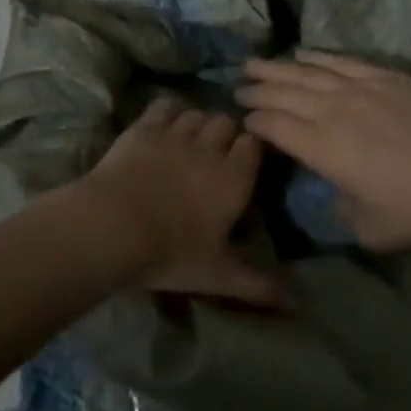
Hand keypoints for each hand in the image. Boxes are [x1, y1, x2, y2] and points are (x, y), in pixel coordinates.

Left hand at [77, 97, 284, 307]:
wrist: (113, 226)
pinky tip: (163, 125)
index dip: (249, 150)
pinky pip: (165, 105)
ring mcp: (176, 133)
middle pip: (226, 122)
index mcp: (235, 178)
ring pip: (196, 113)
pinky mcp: (144, 127)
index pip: (254, 145)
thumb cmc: (171, 253)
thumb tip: (297, 304)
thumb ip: (258, 285)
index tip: (243, 164)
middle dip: (224, 133)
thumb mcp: (218, 275)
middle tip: (214, 155)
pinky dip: (168, 111)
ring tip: (188, 142)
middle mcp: (210, 148)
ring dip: (197, 124)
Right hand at [238, 52, 410, 249]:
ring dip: (278, 67)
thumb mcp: (370, 229)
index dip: (256, 120)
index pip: (276, 126)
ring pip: (308, 72)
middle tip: (238, 85)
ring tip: (256, 62)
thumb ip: (340, 211)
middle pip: (285, 93)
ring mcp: (361, 88)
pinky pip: (343, 61)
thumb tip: (332, 193)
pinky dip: (319, 56)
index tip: (244, 118)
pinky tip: (304, 52)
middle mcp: (334, 111)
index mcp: (323, 148)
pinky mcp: (387, 77)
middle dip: (258, 88)